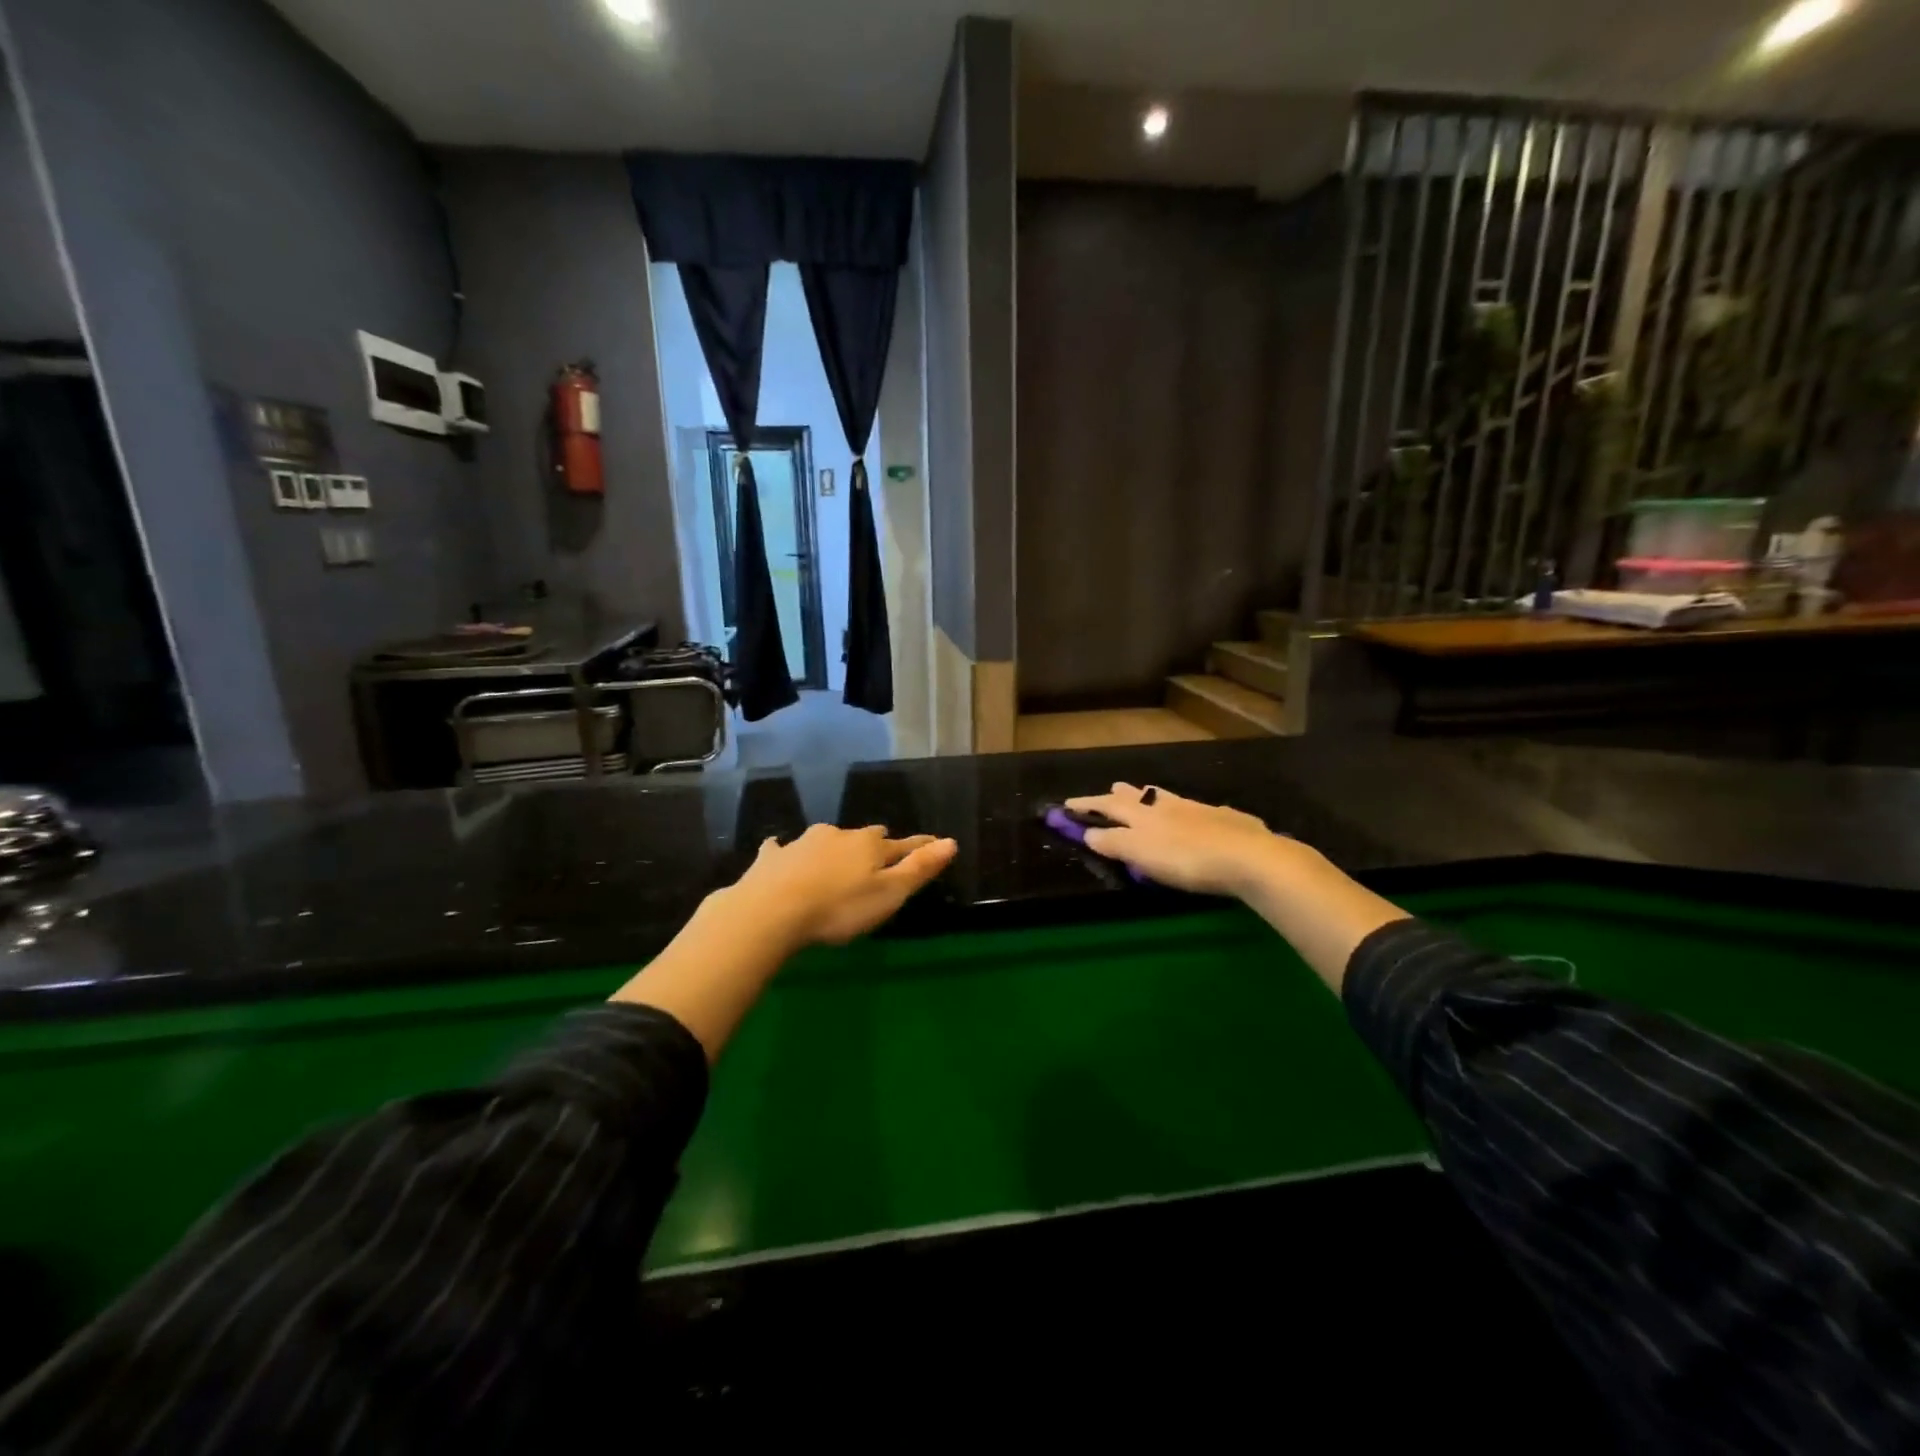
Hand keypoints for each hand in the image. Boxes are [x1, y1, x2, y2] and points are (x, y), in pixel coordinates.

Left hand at [729, 824, 957, 946]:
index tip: (934, 844)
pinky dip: (786, 851)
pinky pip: (782, 848)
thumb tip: (951, 842)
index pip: (902, 844)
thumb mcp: (889, 894)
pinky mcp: (772, 857)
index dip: (920, 846)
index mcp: (870, 846)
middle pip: (864, 837)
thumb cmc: (839, 908)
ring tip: (836, 858)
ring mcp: (802, 843)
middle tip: (880, 854)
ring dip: (834, 847)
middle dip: (874, 844)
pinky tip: (779, 849)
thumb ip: (919, 869)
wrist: (772, 910)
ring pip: (825, 839)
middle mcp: (838, 836)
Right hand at [1064, 783, 1294, 897]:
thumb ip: (1114, 843)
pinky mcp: (1227, 819)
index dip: (1087, 805)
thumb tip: (1089, 832)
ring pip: (1169, 798)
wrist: (1249, 857)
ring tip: (1148, 794)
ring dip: (1154, 796)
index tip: (1067, 804)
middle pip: (1139, 795)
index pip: (1108, 806)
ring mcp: (1200, 809)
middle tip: (1111, 790)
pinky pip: (1201, 810)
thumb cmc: (1187, 859)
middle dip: (1121, 794)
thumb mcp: (1142, 854)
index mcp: (1144, 814)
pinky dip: (1190, 811)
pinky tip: (1200, 816)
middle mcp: (1168, 805)